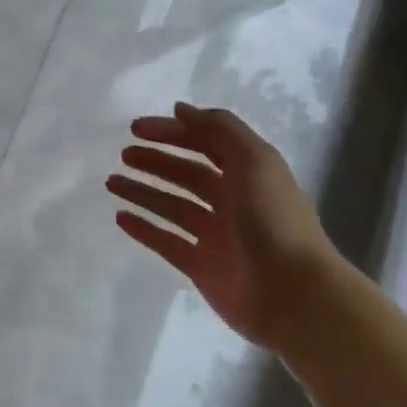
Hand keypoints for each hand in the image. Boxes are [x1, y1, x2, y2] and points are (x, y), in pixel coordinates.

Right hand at [107, 103, 339, 349]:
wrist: (295, 297)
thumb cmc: (273, 221)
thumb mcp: (254, 161)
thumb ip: (219, 129)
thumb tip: (180, 109)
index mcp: (248, 175)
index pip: (205, 144)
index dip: (173, 132)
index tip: (136, 128)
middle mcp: (232, 202)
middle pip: (186, 175)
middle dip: (155, 161)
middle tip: (123, 155)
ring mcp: (216, 236)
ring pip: (171, 206)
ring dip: (142, 192)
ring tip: (111, 182)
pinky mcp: (201, 267)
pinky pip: (165, 242)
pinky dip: (143, 229)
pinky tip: (120, 217)